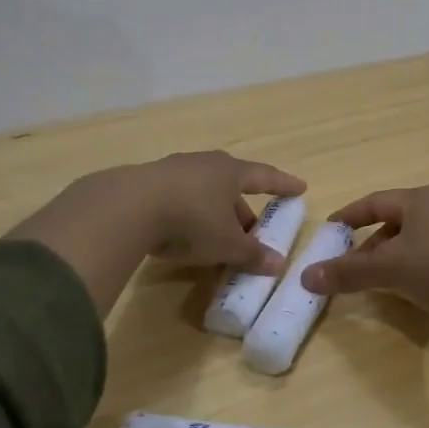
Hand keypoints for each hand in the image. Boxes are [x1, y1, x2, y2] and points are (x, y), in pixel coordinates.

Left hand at [132, 151, 305, 273]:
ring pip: (204, 191)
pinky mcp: (147, 183)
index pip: (265, 177)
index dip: (283, 185)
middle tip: (251, 229)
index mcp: (231, 172)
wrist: (128, 207)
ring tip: (217, 235)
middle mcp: (205, 164)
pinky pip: (179, 198)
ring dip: (214, 212)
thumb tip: (277, 264)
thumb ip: (252, 254)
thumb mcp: (226, 243)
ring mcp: (174, 170)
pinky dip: (188, 214)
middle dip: (243, 208)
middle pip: (232, 185)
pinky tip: (183, 234)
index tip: (300, 187)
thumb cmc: (191, 220)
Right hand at [299, 185, 428, 318]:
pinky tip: (419, 287)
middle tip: (355, 266)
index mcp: (420, 198)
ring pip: (420, 237)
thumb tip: (306, 277)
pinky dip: (421, 264)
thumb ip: (348, 273)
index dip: (350, 216)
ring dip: (397, 256)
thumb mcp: (388, 270)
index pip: (375, 202)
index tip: (332, 230)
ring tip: (385, 281)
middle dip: (373, 244)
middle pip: (398, 220)